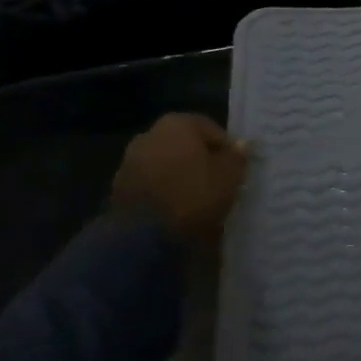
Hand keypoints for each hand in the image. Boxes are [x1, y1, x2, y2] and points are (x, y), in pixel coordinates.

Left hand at [110, 113, 249, 239]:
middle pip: (186, 146)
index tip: (235, 171)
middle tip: (217, 184)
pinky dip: (163, 192)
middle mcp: (150, 134)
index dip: (227, 151)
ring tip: (196, 201)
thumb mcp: (230, 175)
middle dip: (200, 161)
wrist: (142, 237)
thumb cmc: (193, 195)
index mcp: (177, 123)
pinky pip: (151, 184)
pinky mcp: (117, 188)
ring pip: (167, 165)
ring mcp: (130, 161)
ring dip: (180, 177)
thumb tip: (242, 145)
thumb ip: (238, 156)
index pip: (213, 131)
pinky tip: (175, 211)